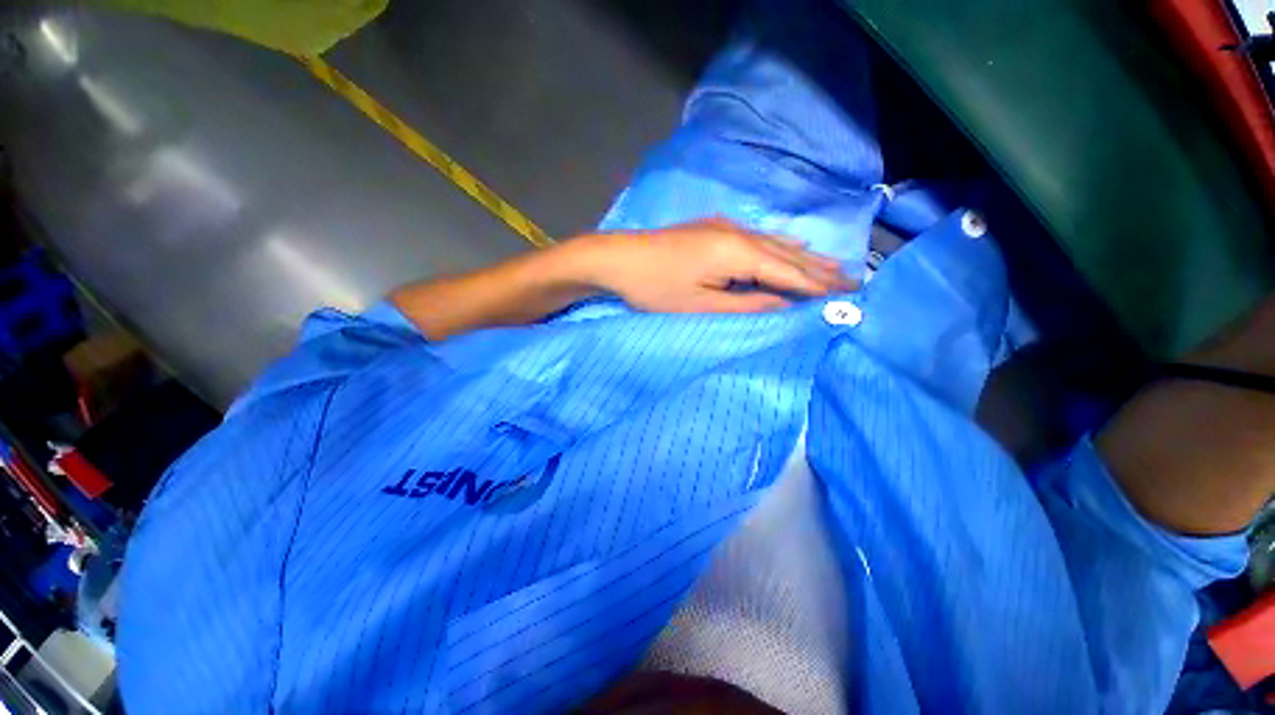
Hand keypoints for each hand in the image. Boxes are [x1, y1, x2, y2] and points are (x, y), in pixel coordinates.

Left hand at [577, 218, 853, 312]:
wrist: (620, 258)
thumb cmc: (656, 289)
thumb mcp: (701, 305)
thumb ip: (746, 303)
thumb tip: (785, 304)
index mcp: (739, 253)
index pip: (789, 273)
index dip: (818, 286)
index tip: (849, 295)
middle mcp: (741, 233)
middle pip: (789, 254)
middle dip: (821, 269)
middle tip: (855, 279)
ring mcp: (728, 226)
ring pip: (776, 243)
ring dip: (805, 256)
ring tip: (834, 266)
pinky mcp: (716, 228)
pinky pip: (760, 237)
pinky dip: (781, 246)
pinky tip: (793, 244)